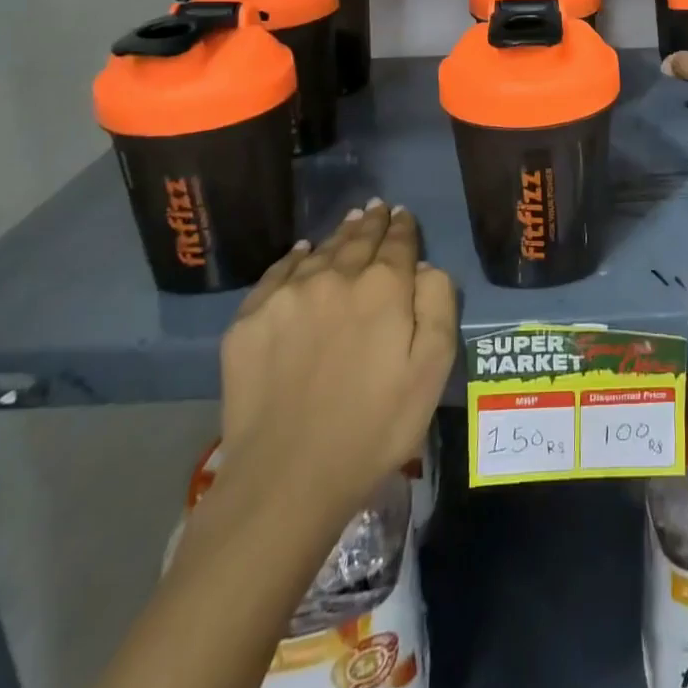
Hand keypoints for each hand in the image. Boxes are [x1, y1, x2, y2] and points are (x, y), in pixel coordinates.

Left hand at [216, 200, 457, 529]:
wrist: (287, 479)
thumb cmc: (375, 427)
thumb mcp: (432, 369)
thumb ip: (438, 304)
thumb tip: (423, 267)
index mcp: (384, 286)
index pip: (398, 242)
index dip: (404, 226)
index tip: (403, 214)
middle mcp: (335, 276)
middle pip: (358, 238)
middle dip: (371, 222)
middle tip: (377, 207)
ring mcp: (287, 296)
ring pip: (320, 250)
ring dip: (338, 234)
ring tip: (349, 222)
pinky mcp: (249, 320)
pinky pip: (277, 273)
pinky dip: (294, 258)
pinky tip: (301, 253)